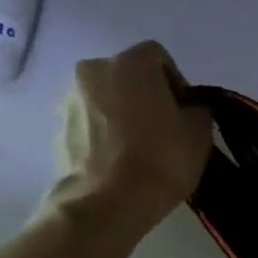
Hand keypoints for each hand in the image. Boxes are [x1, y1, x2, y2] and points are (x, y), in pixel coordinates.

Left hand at [53, 41, 212, 231]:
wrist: (109, 201)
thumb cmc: (162, 159)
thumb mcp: (199, 133)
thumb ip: (197, 110)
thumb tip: (189, 109)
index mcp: (130, 64)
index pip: (158, 57)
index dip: (176, 81)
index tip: (185, 111)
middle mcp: (92, 70)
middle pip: (127, 75)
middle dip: (145, 95)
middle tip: (164, 128)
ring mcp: (69, 98)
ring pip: (105, 98)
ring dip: (122, 113)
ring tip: (140, 148)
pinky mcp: (58, 128)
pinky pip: (89, 122)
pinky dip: (105, 133)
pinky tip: (120, 160)